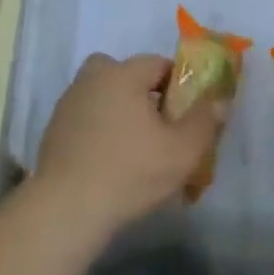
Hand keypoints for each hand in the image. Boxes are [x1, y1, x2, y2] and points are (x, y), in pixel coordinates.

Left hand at [32, 52, 223, 240]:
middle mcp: (93, 77)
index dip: (178, 87)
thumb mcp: (181, 151)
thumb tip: (219, 99)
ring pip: (106, 97)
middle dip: (146, 96)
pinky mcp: (54, 129)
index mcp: (123, 73)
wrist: (65, 210)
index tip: (185, 116)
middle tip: (159, 131)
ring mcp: (69, 102)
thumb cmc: (129, 173)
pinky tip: (108, 164)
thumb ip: (204, 121)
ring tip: (135, 152)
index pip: (159, 64)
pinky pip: (88, 119)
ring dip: (121, 113)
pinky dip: (99, 132)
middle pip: (128, 76)